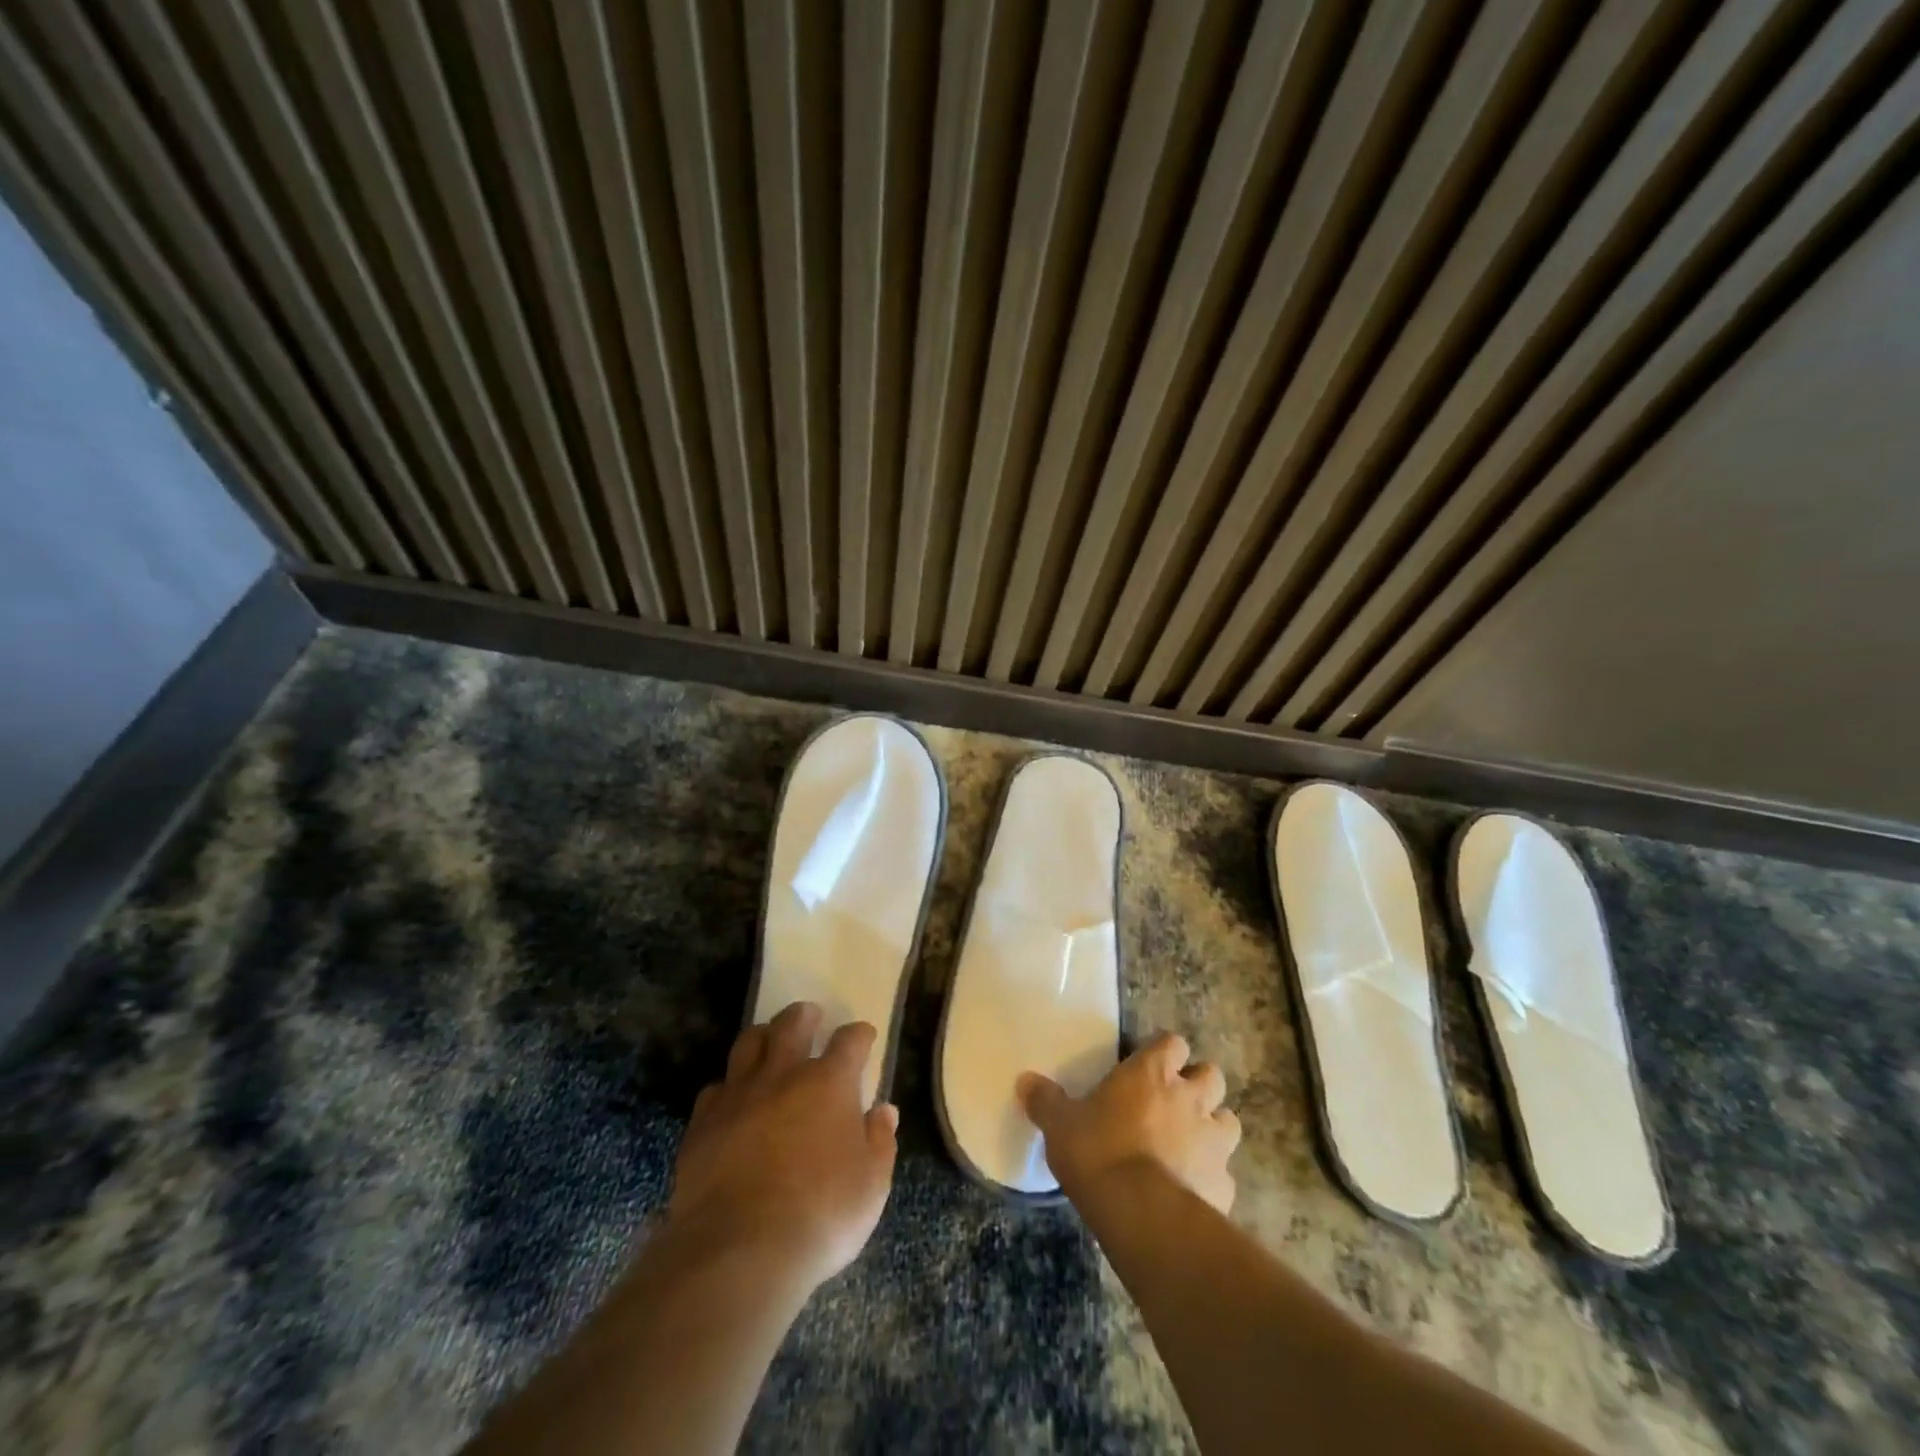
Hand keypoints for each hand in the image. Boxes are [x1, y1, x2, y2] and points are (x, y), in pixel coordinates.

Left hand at [667, 1002, 897, 1294]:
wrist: (740, 1250)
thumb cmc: (821, 1215)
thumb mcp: (871, 1184)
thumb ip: (880, 1142)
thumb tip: (884, 1111)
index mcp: (830, 1083)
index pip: (850, 1041)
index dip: (859, 1035)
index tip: (864, 1035)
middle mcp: (784, 1075)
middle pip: (791, 1025)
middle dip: (803, 1016)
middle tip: (809, 1015)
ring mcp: (739, 1095)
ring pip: (748, 1044)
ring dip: (762, 1036)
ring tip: (767, 1039)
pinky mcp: (703, 1123)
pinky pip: (715, 1089)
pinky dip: (728, 1086)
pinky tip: (731, 1098)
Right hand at [1019, 1032, 1240, 1213]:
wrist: (1142, 1216)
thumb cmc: (1098, 1153)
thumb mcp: (1060, 1124)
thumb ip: (1045, 1100)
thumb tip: (1024, 1081)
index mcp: (1152, 1073)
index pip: (1173, 1043)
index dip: (1165, 1053)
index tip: (1152, 1066)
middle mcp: (1189, 1098)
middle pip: (1212, 1076)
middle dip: (1199, 1087)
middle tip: (1175, 1103)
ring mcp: (1213, 1142)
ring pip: (1228, 1121)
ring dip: (1213, 1128)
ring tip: (1191, 1144)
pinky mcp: (1224, 1186)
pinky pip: (1224, 1175)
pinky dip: (1212, 1179)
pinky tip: (1192, 1192)